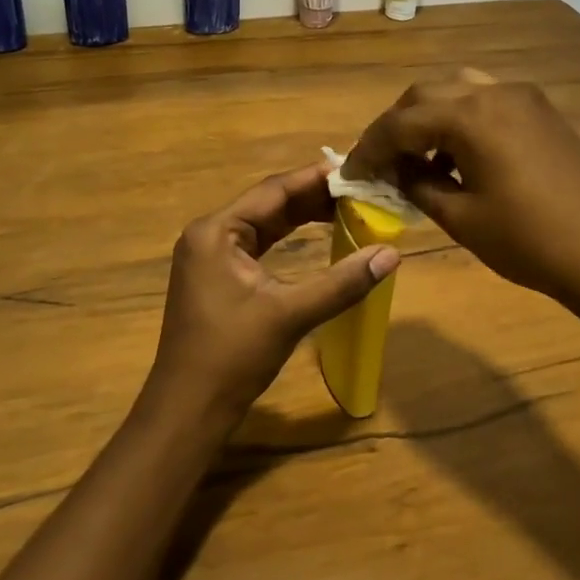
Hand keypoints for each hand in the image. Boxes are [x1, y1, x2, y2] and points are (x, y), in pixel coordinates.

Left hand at [148, 164, 399, 430]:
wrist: (188, 409)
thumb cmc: (232, 357)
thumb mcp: (289, 315)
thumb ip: (341, 283)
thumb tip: (391, 254)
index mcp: (216, 231)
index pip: (273, 190)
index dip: (316, 178)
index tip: (357, 169)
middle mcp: (209, 234)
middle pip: (269, 204)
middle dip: (314, 197)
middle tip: (361, 189)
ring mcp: (210, 256)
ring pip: (265, 224)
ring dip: (303, 216)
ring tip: (349, 206)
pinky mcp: (217, 277)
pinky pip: (259, 245)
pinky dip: (289, 238)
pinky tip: (318, 235)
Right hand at [342, 70, 579, 312]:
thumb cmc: (529, 241)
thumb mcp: (461, 218)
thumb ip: (418, 185)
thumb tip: (395, 171)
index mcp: (470, 115)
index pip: (400, 123)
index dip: (368, 149)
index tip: (348, 174)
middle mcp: (494, 92)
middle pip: (425, 95)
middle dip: (396, 126)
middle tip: (379, 163)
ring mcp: (524, 99)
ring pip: (457, 91)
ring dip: (429, 119)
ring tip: (416, 160)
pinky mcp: (543, 113)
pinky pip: (486, 102)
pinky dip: (461, 121)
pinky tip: (458, 159)